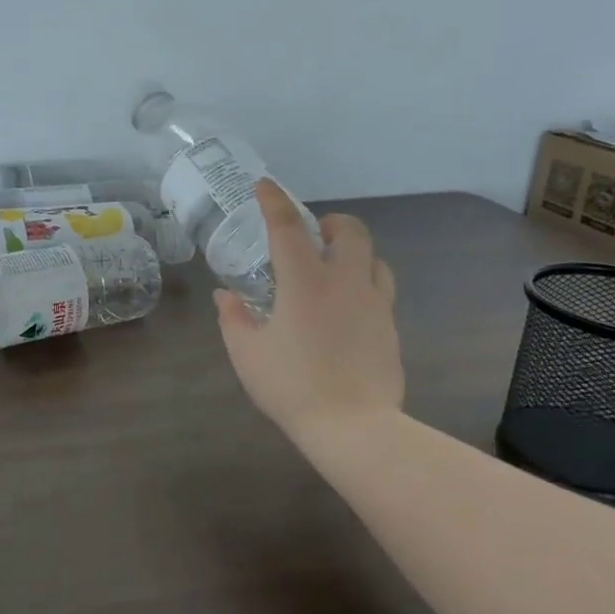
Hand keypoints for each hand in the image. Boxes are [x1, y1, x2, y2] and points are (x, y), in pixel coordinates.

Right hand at [214, 180, 403, 453]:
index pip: (287, 226)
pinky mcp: (390, 327)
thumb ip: (234, 319)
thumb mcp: (248, 354)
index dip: (274, 201)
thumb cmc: (293, 386)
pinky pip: (380, 289)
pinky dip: (363, 284)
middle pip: (350, 230)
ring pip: (374, 258)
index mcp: (305, 282)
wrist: (354, 427)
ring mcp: (374, 303)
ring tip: (334, 269)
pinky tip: (347, 309)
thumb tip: (225, 296)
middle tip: (312, 236)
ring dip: (353, 252)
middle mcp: (345, 281)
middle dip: (330, 223)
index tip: (263, 186)